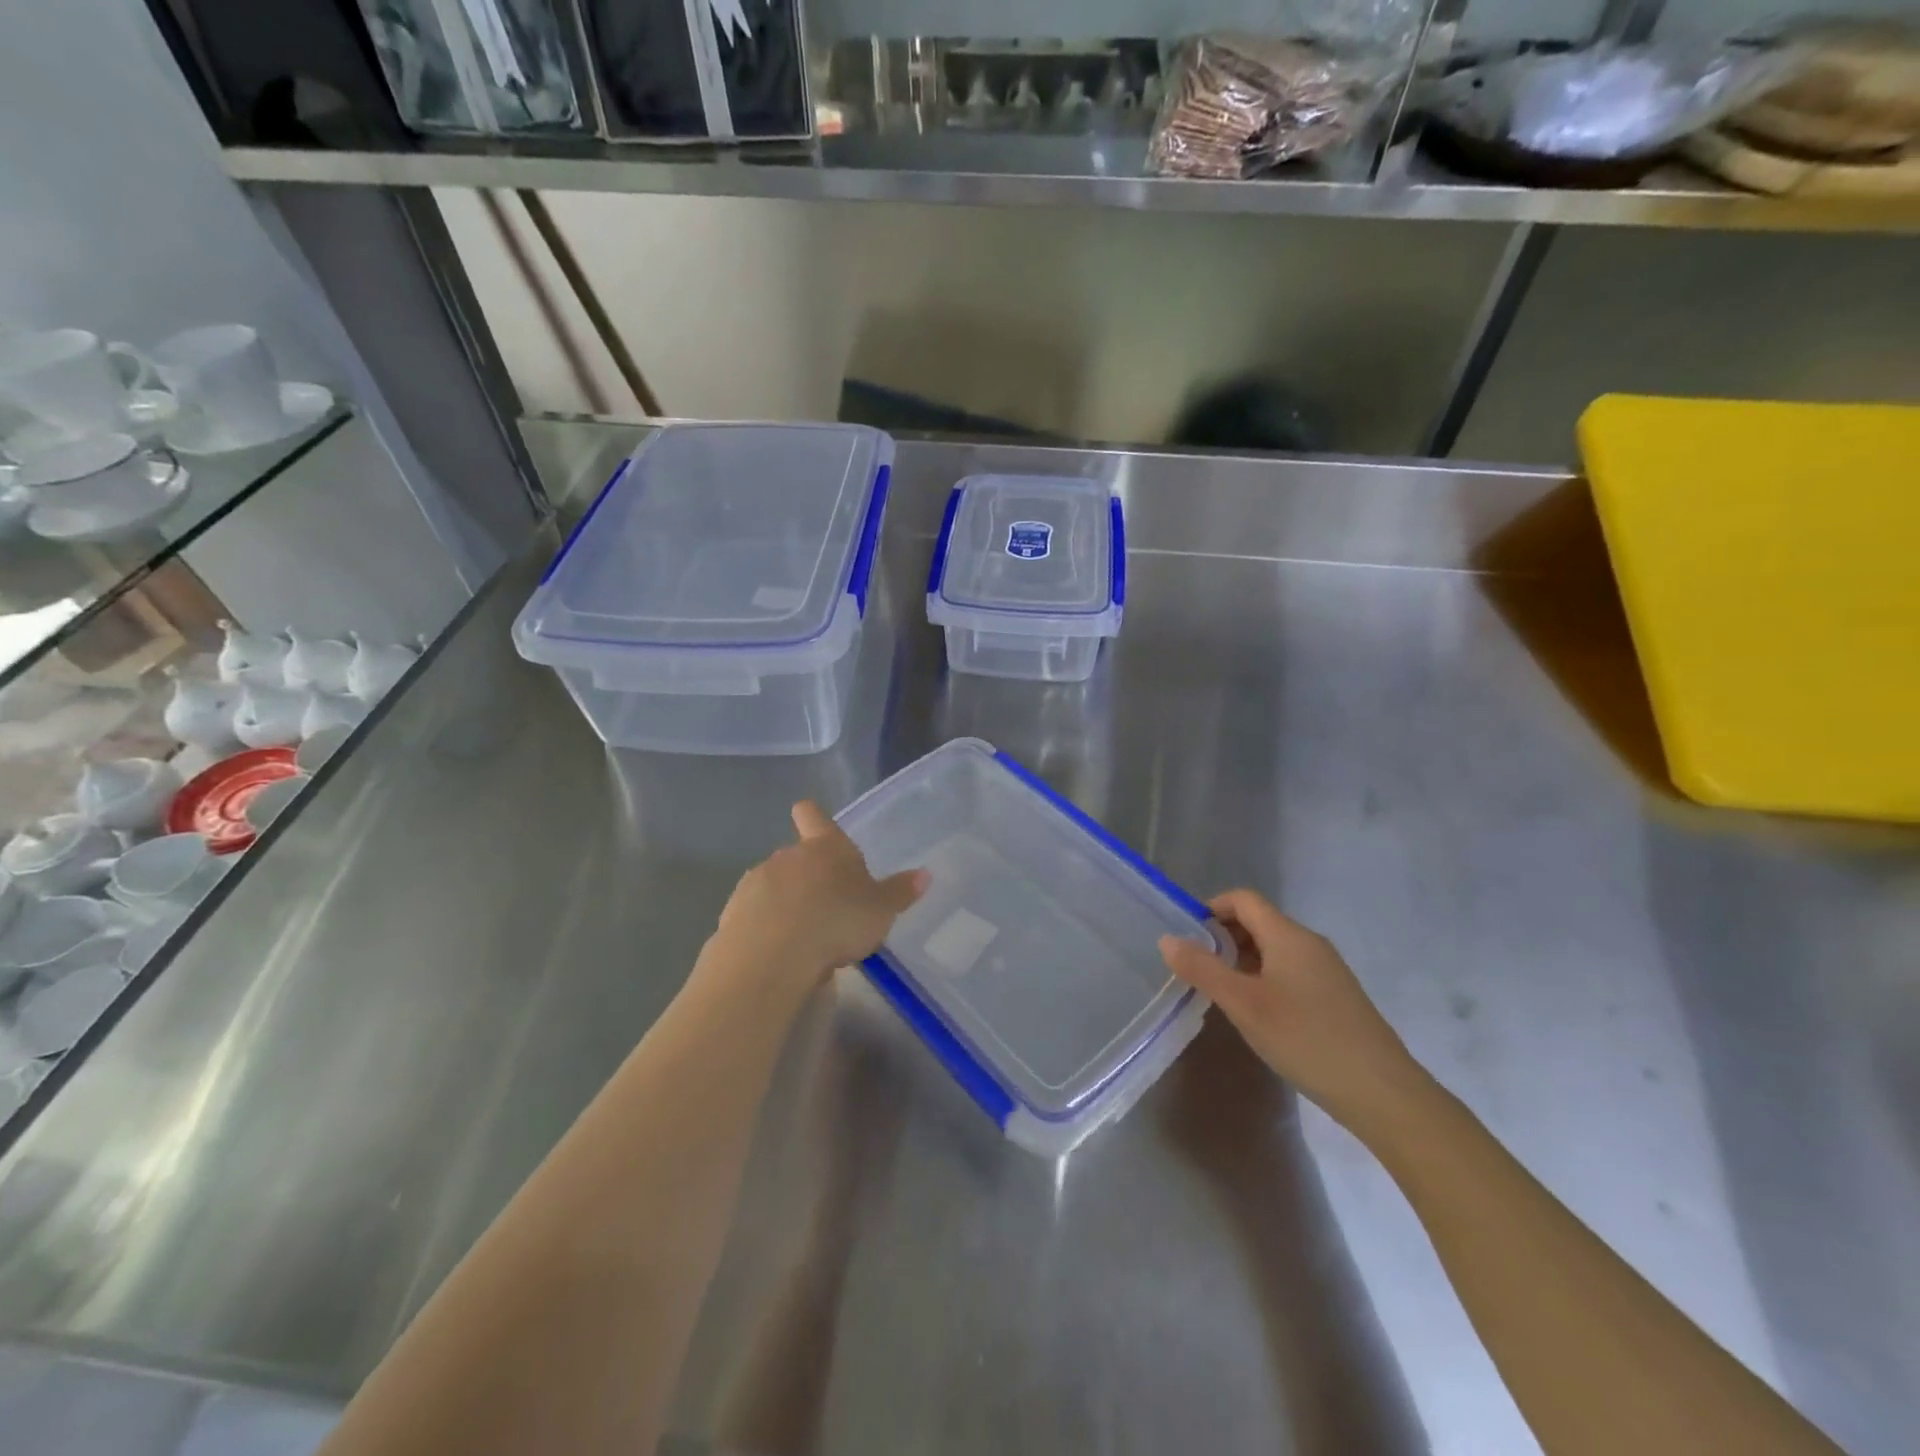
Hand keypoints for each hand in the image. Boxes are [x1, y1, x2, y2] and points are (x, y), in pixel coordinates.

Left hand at [709, 802, 926, 992]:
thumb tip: (924, 874)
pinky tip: (780, 955)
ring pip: (774, 887)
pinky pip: (755, 916)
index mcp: (824, 848)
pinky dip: (766, 929)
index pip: (813, 816)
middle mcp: (787, 857)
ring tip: (806, 940)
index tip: (812, 822)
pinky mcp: (732, 914)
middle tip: (830, 909)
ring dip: (787, 905)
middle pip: (797, 857)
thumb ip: (899, 892)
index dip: (814, 817)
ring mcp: (755, 883)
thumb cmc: (836, 920)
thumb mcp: (880, 910)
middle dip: (810, 878)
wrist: (771, 955)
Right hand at [1159, 890, 1429, 1134]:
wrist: (1382, 1093)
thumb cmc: (1306, 1039)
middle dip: (1224, 936)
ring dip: (1243, 959)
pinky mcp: (1337, 996)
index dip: (1211, 908)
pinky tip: (1258, 1013)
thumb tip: (1167, 938)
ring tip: (1222, 992)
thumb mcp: (1243, 1004)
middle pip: (1259, 921)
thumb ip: (1202, 969)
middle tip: (1197, 967)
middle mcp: (1310, 943)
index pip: (1243, 899)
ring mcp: (1328, 970)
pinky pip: (1291, 971)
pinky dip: (1265, 978)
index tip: (1186, 935)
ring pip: (1275, 949)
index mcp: (1288, 935)